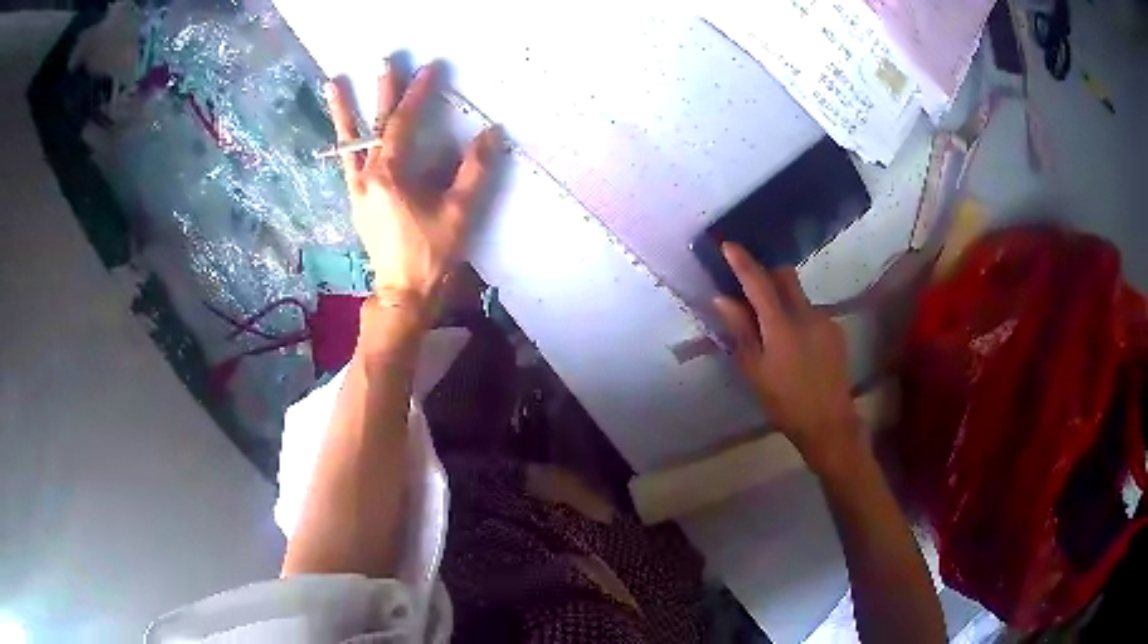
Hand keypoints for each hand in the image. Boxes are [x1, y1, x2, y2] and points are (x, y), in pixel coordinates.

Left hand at [326, 61, 502, 315]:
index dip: (417, 95)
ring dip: (344, 112)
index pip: (402, 124)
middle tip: (382, 62)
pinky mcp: (357, 202)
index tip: (429, 69)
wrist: (402, 292)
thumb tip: (490, 134)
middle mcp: (366, 177)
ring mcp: (357, 190)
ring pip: (349, 143)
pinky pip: (349, 164)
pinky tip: (345, 134)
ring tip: (334, 85)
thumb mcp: (458, 211)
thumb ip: (475, 170)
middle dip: (381, 92)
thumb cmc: (431, 253)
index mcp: (389, 176)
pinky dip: (347, 142)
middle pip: (373, 126)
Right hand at [713, 243, 861, 474]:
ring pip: (799, 295)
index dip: (742, 261)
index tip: (729, 245)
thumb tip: (722, 298)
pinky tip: (797, 345)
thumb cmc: (784, 401)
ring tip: (775, 331)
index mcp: (780, 325)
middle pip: (785, 275)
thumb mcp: (754, 369)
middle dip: (767, 274)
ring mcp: (824, 319)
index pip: (758, 282)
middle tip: (752, 289)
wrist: (828, 421)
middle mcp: (805, 313)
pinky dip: (798, 317)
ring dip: (783, 300)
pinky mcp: (836, 329)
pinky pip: (811, 312)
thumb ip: (740, 330)